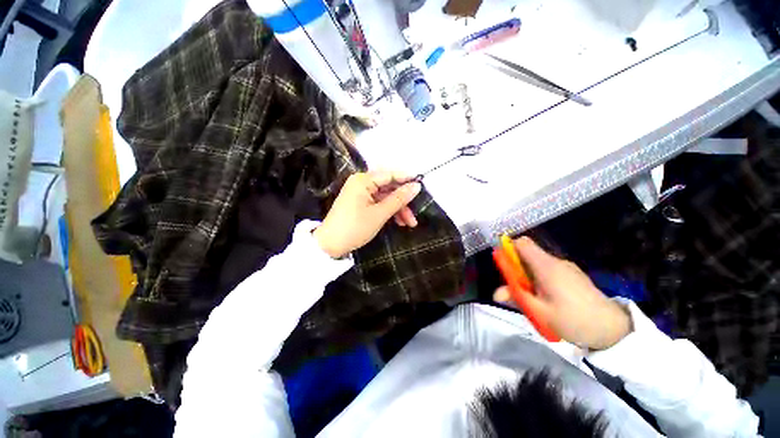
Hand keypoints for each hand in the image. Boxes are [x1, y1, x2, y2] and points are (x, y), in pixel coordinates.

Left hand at [313, 171, 421, 258]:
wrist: (330, 245)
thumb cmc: (355, 227)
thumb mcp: (380, 213)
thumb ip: (399, 199)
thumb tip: (417, 186)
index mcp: (363, 180)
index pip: (390, 174)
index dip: (407, 180)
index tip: (422, 187)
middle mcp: (361, 182)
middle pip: (389, 187)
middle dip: (403, 201)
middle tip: (414, 215)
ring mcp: (360, 193)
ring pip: (385, 197)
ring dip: (398, 209)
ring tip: (408, 224)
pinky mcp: (360, 203)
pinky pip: (378, 203)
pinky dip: (388, 211)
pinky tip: (398, 222)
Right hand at [494, 237, 631, 349]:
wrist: (613, 329)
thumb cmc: (573, 319)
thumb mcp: (539, 312)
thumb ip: (516, 298)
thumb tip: (495, 293)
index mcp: (545, 266)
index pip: (522, 243)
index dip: (508, 249)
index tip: (503, 266)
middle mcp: (555, 262)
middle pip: (528, 254)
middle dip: (516, 268)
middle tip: (515, 289)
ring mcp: (566, 267)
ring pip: (537, 263)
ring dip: (527, 276)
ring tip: (532, 298)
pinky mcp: (573, 275)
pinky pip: (548, 270)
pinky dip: (539, 279)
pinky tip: (547, 298)